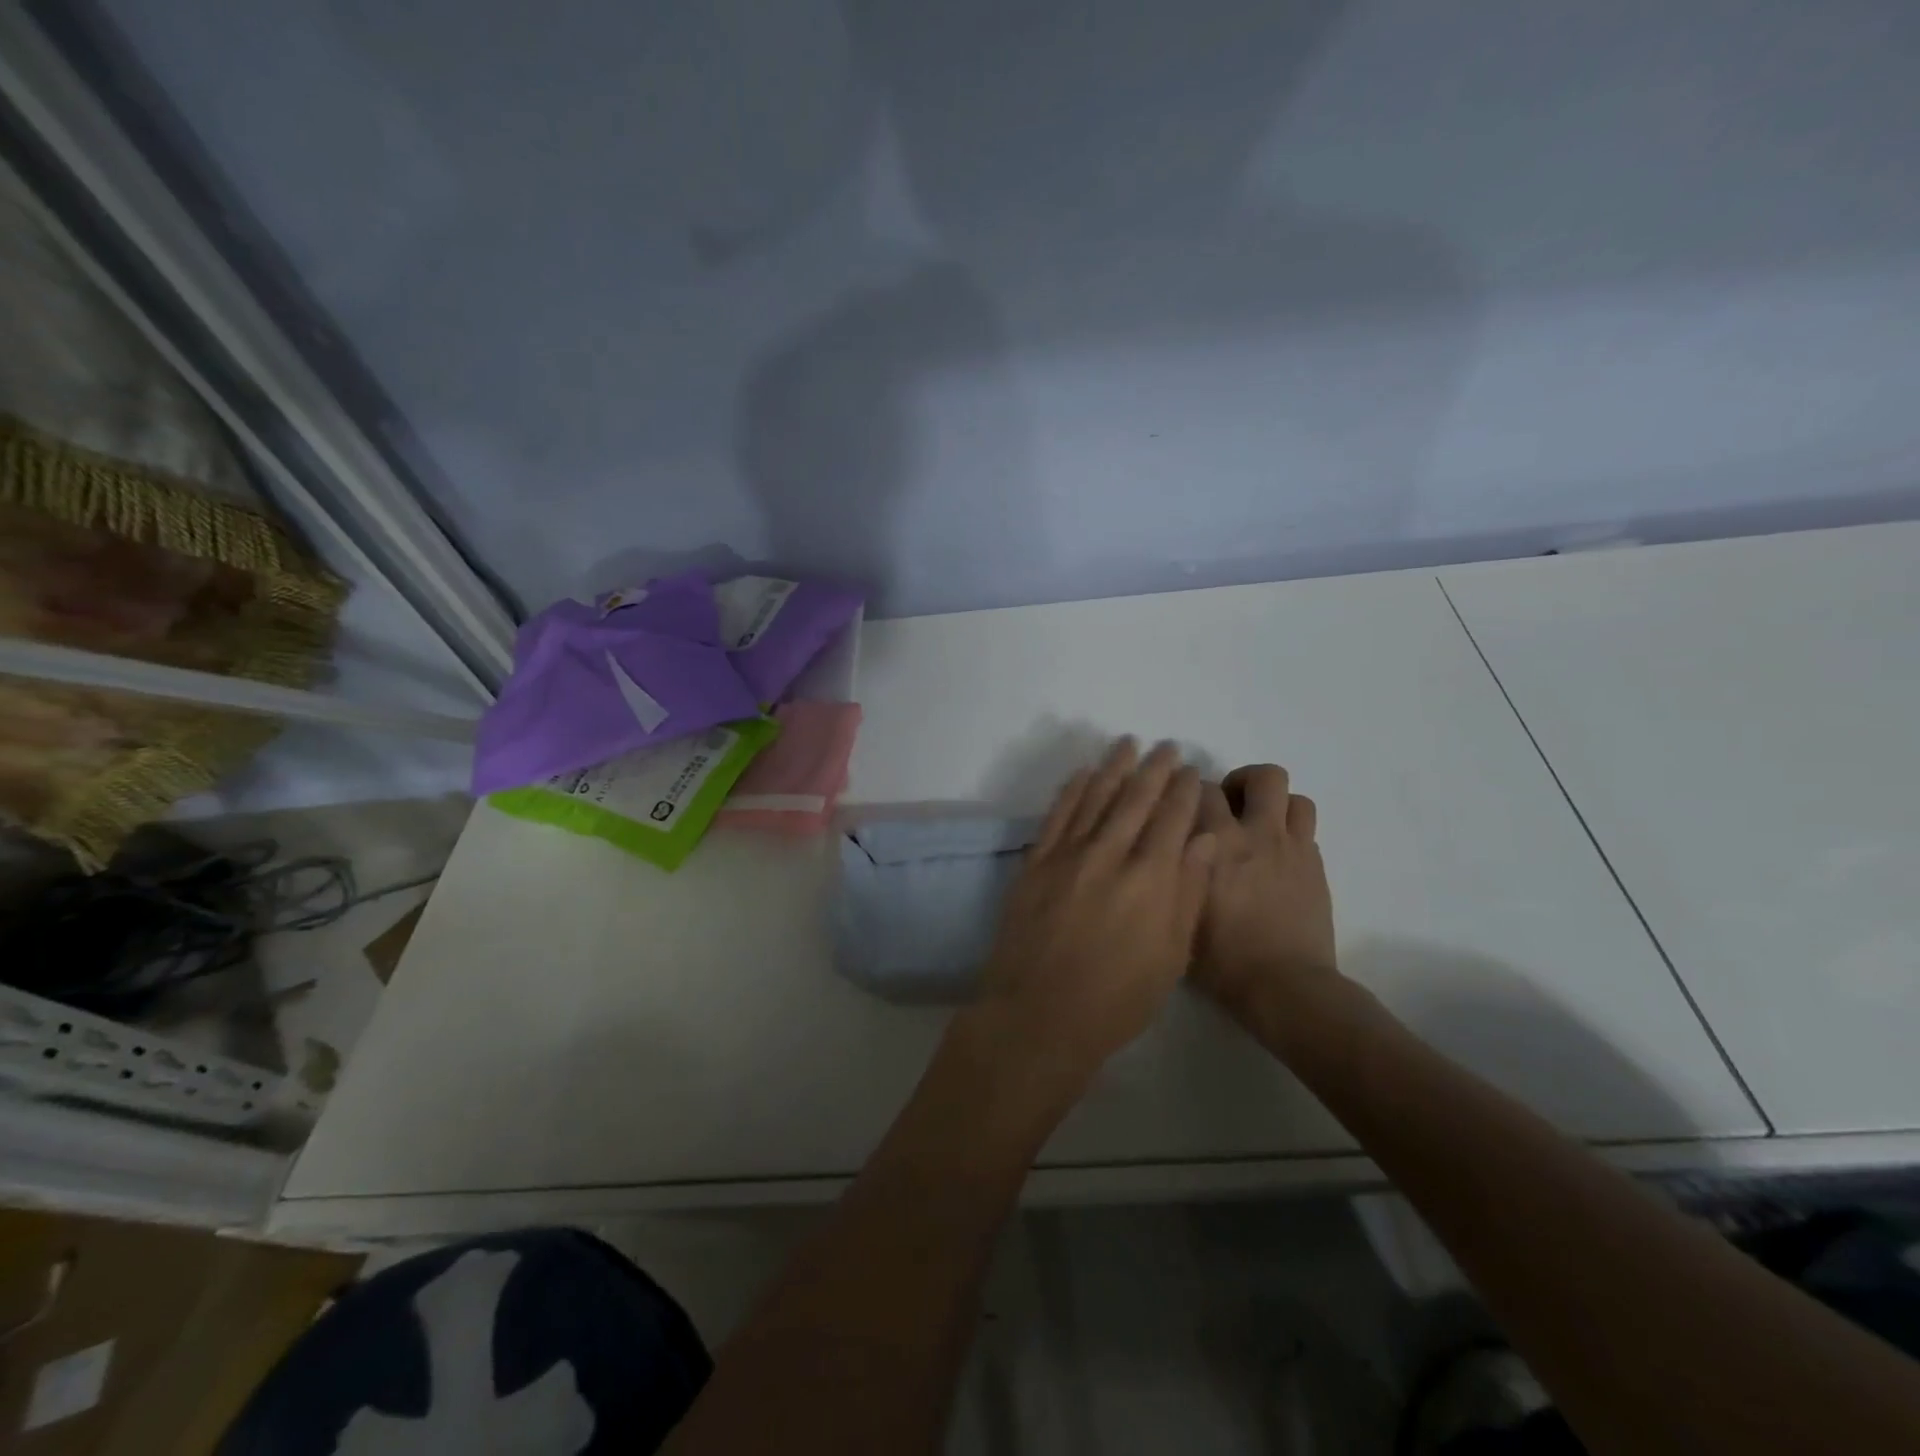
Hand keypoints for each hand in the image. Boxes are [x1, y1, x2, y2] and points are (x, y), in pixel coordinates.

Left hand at [972, 738, 1215, 1089]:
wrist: (1040, 1014)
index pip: (1172, 820)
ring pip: (1096, 798)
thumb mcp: (1171, 955)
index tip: (1190, 771)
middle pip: (1135, 800)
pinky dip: (1072, 790)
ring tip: (1127, 744)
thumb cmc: (1117, 998)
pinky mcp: (1036, 863)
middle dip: (1154, 770)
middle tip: (1166, 747)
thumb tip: (1205, 839)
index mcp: (1151, 879)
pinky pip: (1058, 815)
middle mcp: (1110, 855)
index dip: (1182, 791)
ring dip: (1114, 768)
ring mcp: (1068, 855)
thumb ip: (1188, 892)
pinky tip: (1083, 774)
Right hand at [1191, 764, 1339, 1017]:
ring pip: (1293, 795)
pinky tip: (1275, 853)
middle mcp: (1256, 833)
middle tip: (1228, 808)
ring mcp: (1292, 847)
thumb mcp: (1178, 912)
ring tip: (1258, 824)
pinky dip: (1290, 828)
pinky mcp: (1315, 864)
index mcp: (1216, 843)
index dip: (1190, 791)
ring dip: (1274, 802)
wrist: (1284, 986)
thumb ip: (1175, 869)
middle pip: (1262, 776)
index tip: (1183, 806)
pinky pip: (1306, 825)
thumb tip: (1168, 846)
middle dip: (1241, 782)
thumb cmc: (1221, 958)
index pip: (1201, 789)